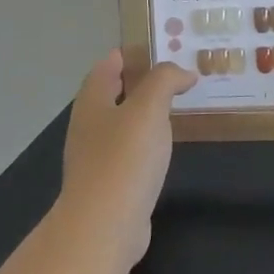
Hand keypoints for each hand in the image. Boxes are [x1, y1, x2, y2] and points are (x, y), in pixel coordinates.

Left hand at [60, 51, 195, 265]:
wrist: (104, 228)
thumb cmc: (124, 159)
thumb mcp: (149, 107)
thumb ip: (165, 80)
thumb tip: (184, 73)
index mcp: (92, 102)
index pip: (107, 66)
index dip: (130, 53)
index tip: (160, 46)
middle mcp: (89, 127)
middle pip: (113, 94)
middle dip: (142, 82)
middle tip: (177, 74)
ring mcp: (96, 158)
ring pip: (123, 124)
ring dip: (146, 113)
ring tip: (177, 106)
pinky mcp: (109, 185)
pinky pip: (130, 152)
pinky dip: (148, 142)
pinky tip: (166, 147)